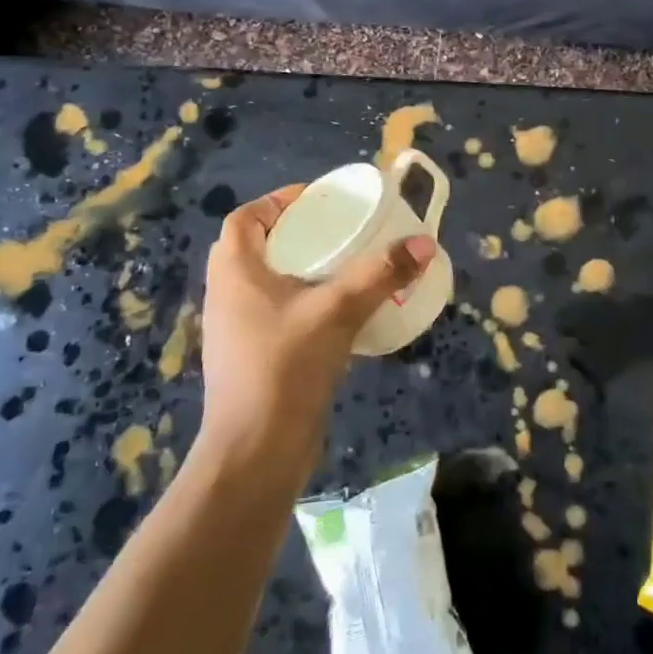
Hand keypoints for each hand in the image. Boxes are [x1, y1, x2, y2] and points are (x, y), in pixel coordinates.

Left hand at [196, 185, 435, 456]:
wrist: (255, 453)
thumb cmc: (285, 367)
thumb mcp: (337, 311)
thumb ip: (380, 275)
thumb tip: (424, 244)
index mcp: (235, 272)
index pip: (245, 219)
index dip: (278, 201)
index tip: (319, 200)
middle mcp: (228, 296)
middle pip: (258, 248)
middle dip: (298, 233)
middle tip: (341, 230)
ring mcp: (238, 331)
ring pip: (269, 284)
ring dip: (303, 270)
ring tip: (347, 266)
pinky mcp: (254, 359)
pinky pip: (279, 314)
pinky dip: (306, 303)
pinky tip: (341, 313)